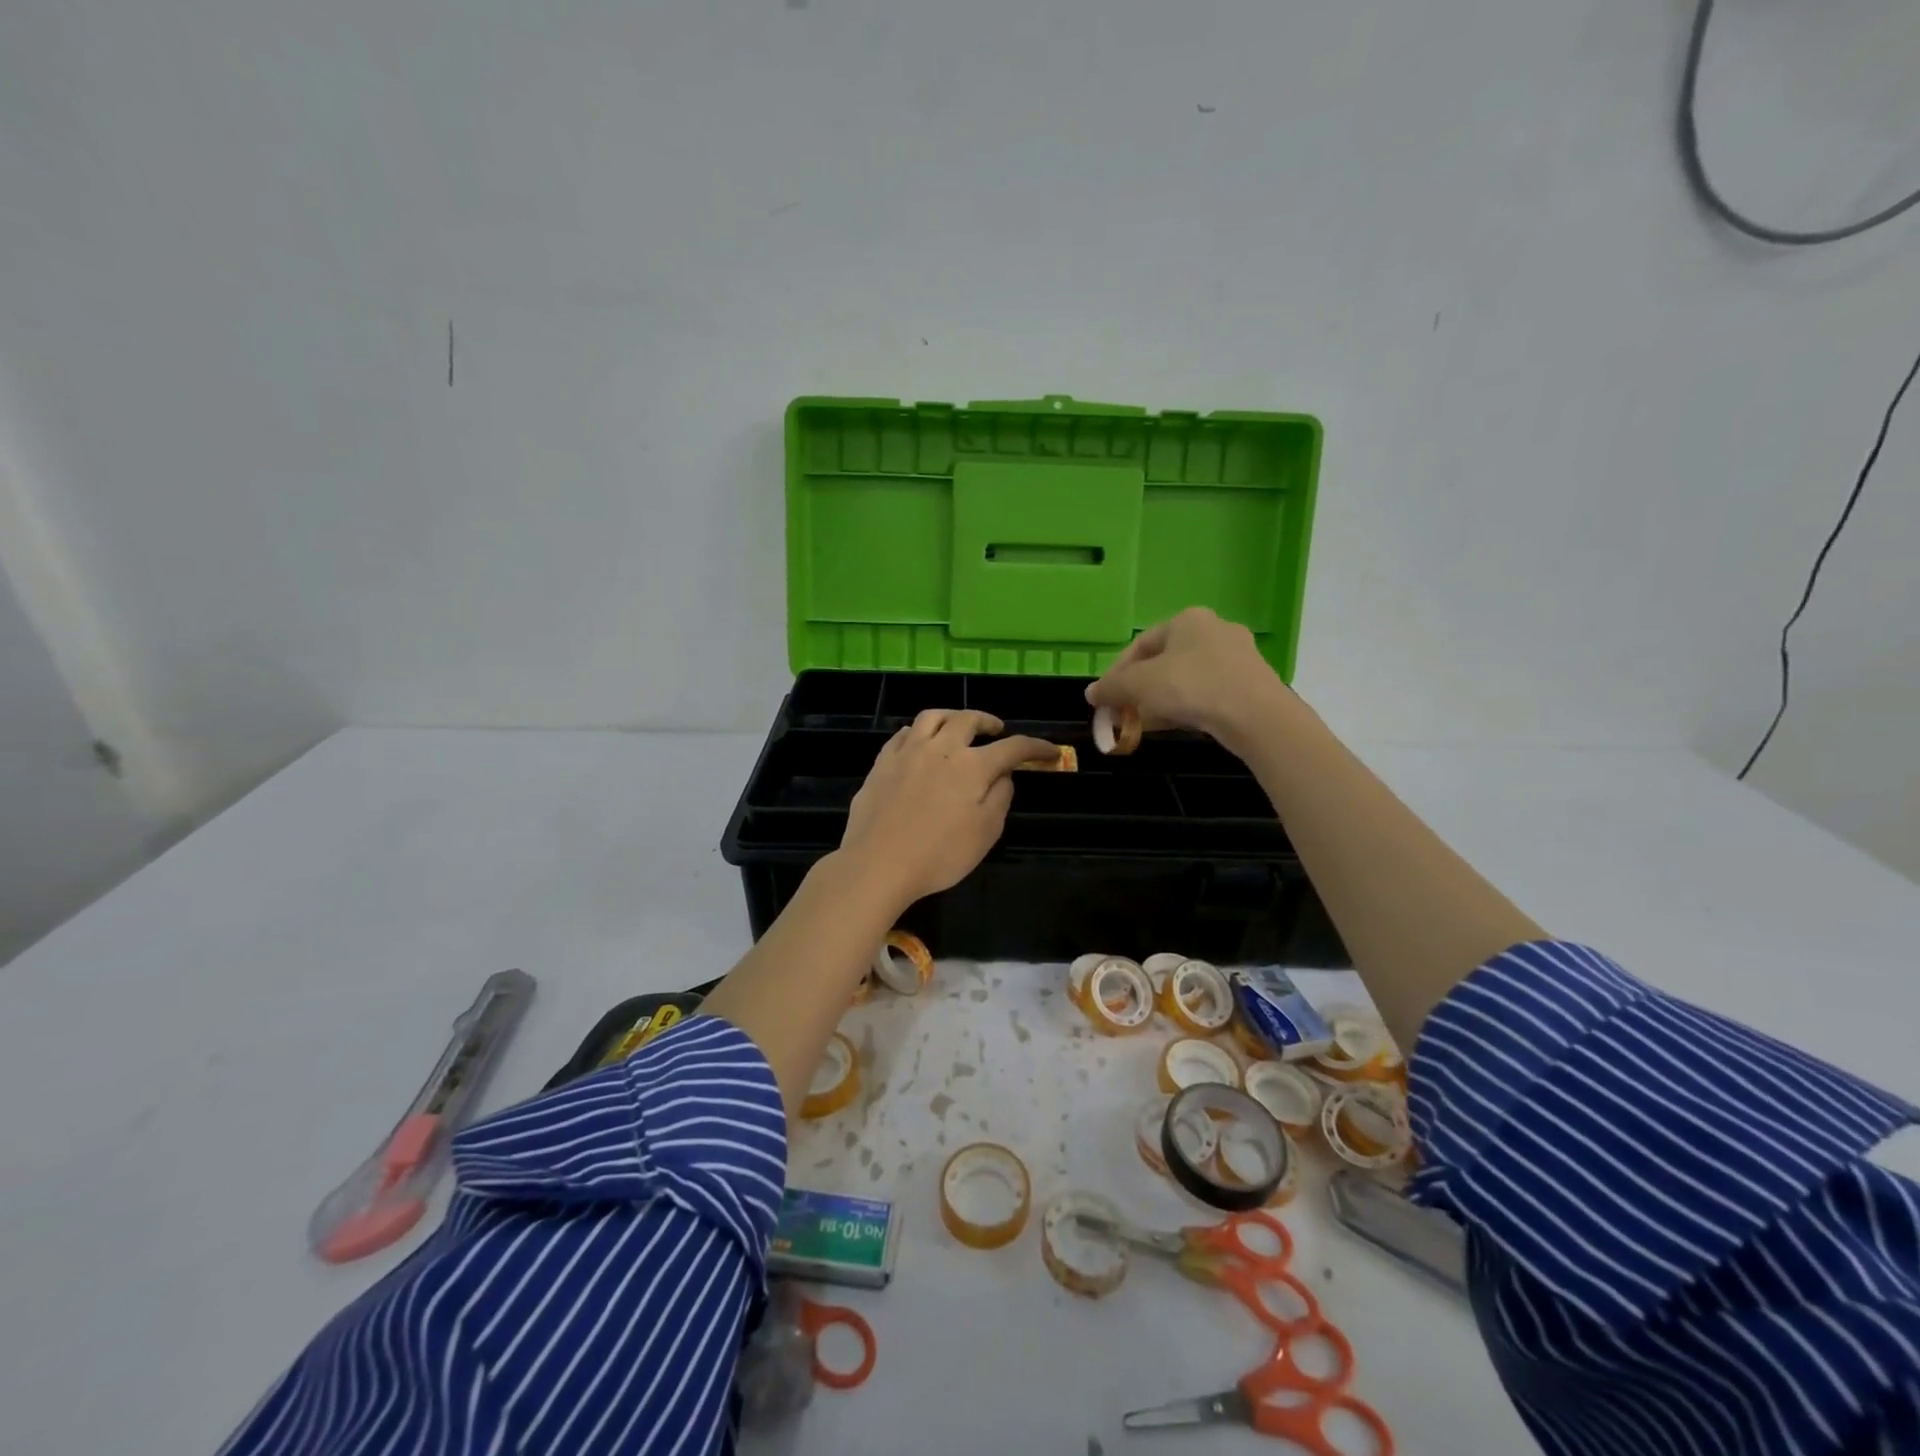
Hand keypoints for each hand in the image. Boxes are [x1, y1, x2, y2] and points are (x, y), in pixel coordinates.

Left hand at [839, 710, 1055, 909]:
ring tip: (958, 726)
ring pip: (932, 716)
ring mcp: (907, 752)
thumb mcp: (986, 832)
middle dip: (988, 721)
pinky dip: (918, 732)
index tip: (1050, 752)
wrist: (878, 862)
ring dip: (952, 716)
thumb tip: (1003, 775)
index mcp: (972, 766)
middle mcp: (941, 748)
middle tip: (997, 730)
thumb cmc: (939, 854)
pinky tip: (919, 742)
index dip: (1036, 747)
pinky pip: (903, 734)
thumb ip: (1000, 797)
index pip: (1013, 747)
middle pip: (968, 719)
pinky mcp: (882, 762)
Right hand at [1085, 607, 1293, 744]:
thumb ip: (1112, 688)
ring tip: (1144, 724)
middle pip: (1163, 661)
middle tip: (1123, 713)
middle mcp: (1214, 630)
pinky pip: (1206, 691)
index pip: (1140, 645)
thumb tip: (1091, 694)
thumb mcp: (1140, 685)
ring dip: (1160, 700)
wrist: (1256, 715)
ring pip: (1185, 678)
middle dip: (1138, 689)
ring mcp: (1236, 656)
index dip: (1116, 673)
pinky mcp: (1249, 682)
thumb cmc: (1192, 687)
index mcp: (1187, 619)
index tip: (1104, 699)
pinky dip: (1185, 706)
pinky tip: (1173, 724)